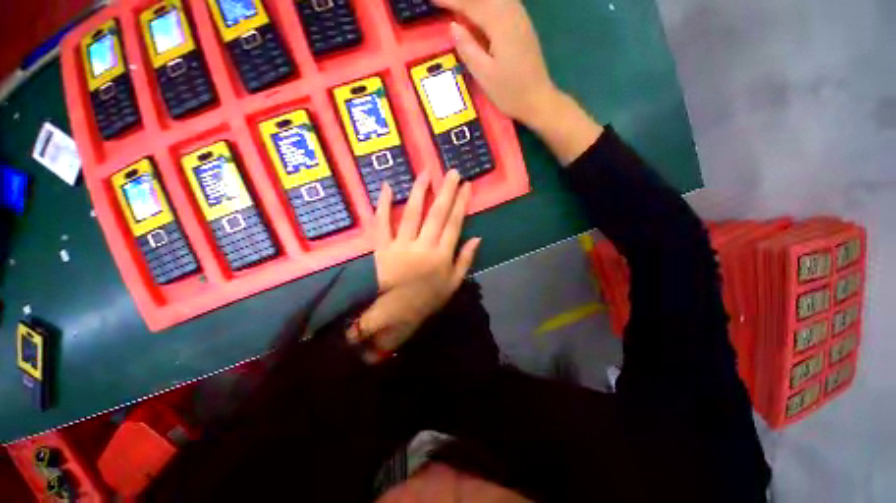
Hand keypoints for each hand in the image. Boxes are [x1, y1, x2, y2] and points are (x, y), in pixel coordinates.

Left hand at [352, 170, 480, 359]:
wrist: (394, 315)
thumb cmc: (427, 300)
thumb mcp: (453, 285)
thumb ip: (465, 260)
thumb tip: (477, 238)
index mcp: (441, 256)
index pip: (454, 224)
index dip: (461, 203)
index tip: (466, 186)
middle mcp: (423, 247)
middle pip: (436, 214)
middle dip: (446, 191)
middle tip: (451, 172)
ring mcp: (401, 246)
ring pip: (411, 213)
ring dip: (419, 191)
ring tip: (426, 173)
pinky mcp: (382, 248)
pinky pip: (381, 224)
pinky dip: (382, 205)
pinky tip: (387, 187)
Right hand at [433, 0, 558, 127]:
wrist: (538, 100)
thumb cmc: (510, 93)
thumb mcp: (485, 75)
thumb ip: (468, 49)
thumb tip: (453, 26)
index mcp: (500, 24)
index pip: (471, 4)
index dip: (450, 1)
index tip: (431, 0)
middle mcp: (512, 12)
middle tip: (441, 3)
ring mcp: (519, 18)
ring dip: (473, 1)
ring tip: (456, 6)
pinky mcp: (522, 25)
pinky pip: (501, 4)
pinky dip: (485, 4)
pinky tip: (477, 10)